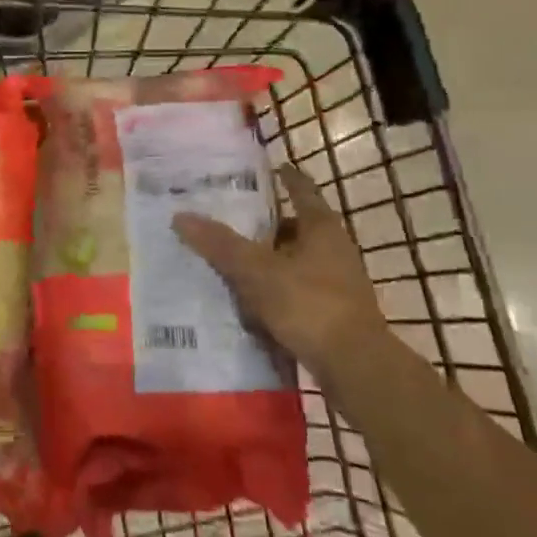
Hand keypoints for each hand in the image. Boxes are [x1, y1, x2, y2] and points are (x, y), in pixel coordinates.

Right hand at [173, 163, 385, 376]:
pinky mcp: (335, 314)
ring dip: (270, 261)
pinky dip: (276, 291)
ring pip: (296, 262)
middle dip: (266, 225)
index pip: (302, 190)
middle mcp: (335, 249)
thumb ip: (220, 244)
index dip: (285, 178)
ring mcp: (338, 284)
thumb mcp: (256, 271)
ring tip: (234, 263)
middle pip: (297, 228)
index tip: (269, 168)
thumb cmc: (309, 305)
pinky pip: (298, 292)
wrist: (356, 368)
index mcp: (322, 228)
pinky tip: (251, 303)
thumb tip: (181, 216)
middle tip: (231, 220)